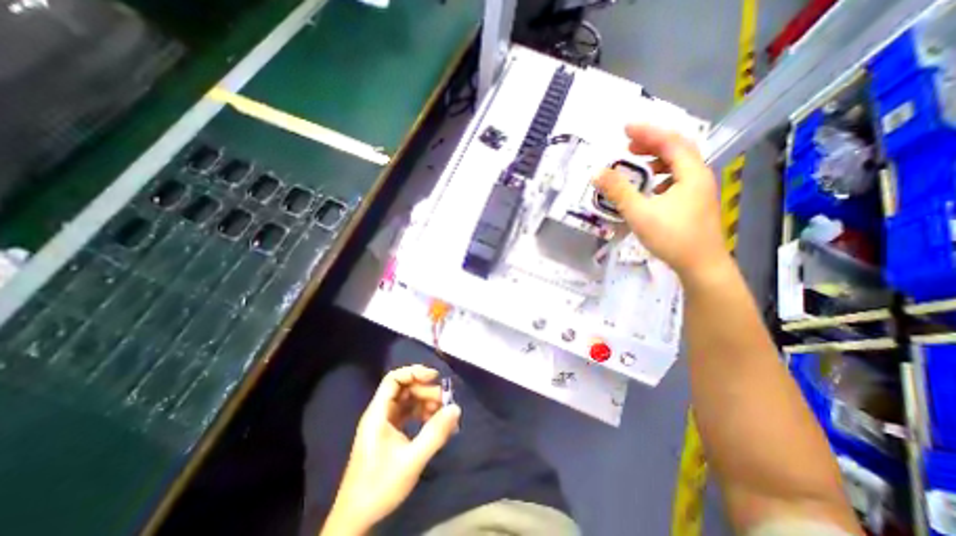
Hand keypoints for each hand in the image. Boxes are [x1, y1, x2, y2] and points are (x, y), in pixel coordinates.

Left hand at [321, 367, 462, 534]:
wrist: (355, 519)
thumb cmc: (379, 486)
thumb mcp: (412, 460)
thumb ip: (435, 433)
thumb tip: (455, 408)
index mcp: (378, 413)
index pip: (394, 379)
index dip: (414, 373)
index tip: (435, 377)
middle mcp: (380, 414)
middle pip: (404, 389)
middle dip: (425, 391)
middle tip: (444, 401)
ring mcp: (384, 424)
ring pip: (407, 402)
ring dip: (425, 403)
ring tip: (443, 413)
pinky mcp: (389, 434)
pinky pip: (408, 415)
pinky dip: (422, 415)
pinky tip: (435, 424)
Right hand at [595, 122, 728, 278]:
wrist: (701, 266)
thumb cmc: (673, 237)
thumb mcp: (640, 213)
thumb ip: (618, 191)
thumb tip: (597, 173)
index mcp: (691, 173)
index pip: (670, 141)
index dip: (647, 131)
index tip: (625, 128)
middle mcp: (698, 176)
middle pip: (676, 149)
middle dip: (651, 143)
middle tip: (626, 145)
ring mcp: (698, 190)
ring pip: (677, 165)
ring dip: (656, 160)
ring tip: (635, 164)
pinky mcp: (693, 203)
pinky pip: (676, 179)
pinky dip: (660, 176)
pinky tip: (649, 188)